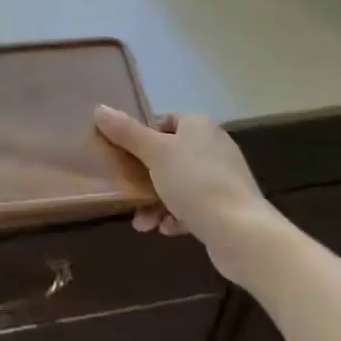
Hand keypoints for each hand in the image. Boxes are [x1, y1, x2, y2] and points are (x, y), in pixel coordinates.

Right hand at [95, 106, 281, 279]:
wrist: (241, 232)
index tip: (125, 156)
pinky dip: (176, 216)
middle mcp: (214, 146)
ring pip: (178, 184)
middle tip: (126, 193)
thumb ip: (126, 132)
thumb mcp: (154, 153)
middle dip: (144, 178)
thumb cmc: (194, 182)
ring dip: (156, 202)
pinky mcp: (227, 206)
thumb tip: (99, 108)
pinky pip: (193, 205)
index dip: (143, 137)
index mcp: (199, 126)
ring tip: (142, 223)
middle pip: (169, 156)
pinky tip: (166, 229)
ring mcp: (223, 177)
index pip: (165, 122)